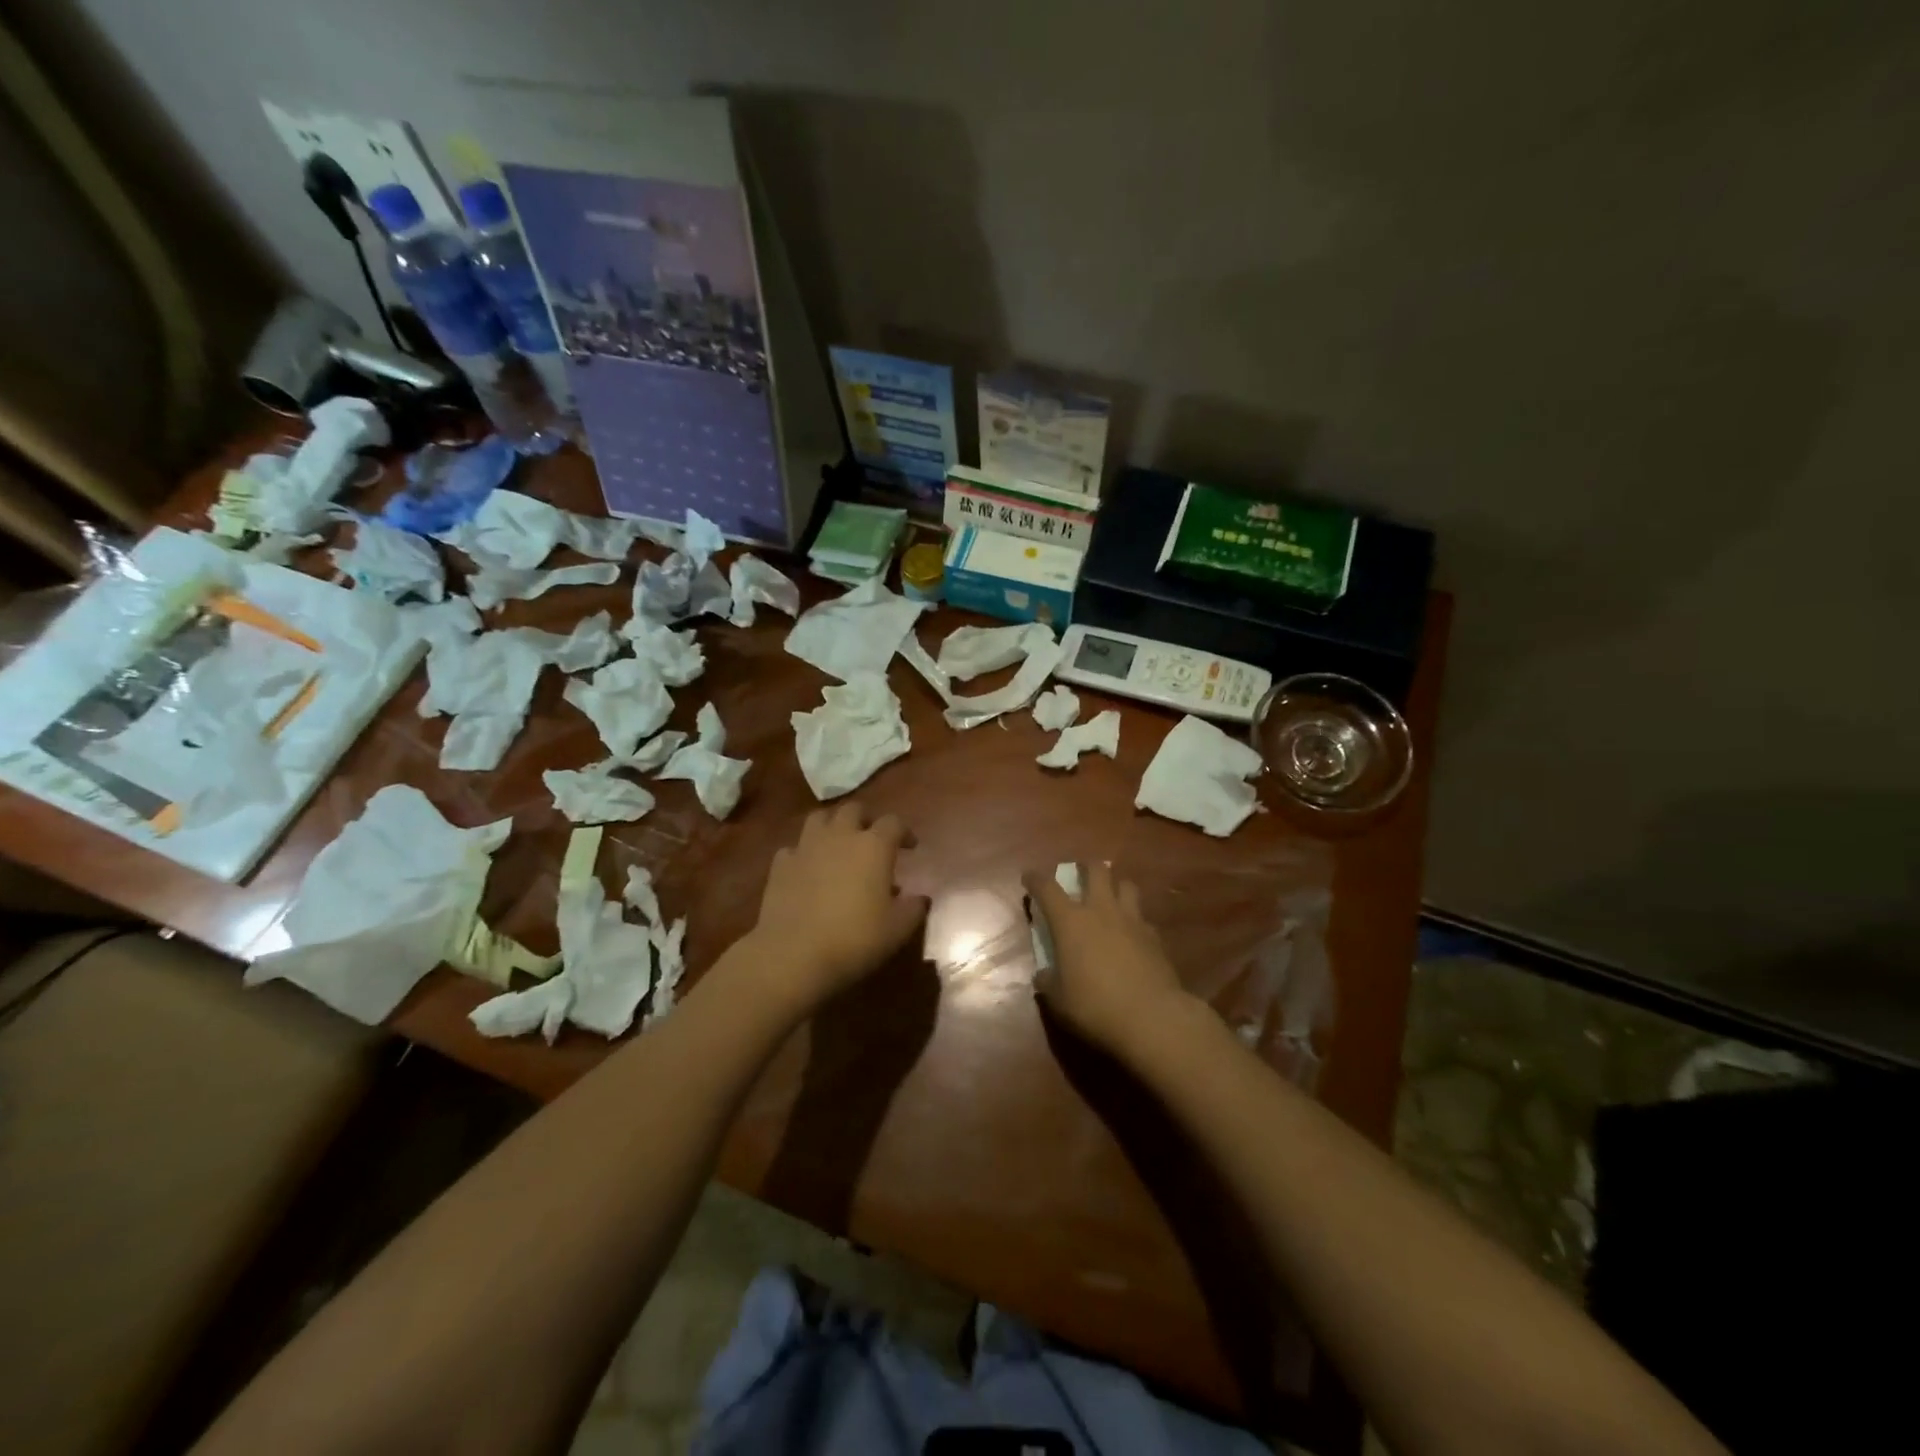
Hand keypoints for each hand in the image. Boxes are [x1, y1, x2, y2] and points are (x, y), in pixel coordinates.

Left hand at [747, 803, 929, 1008]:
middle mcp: (840, 836)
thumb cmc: (854, 939)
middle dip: (866, 819)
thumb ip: (913, 909)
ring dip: (832, 825)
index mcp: (873, 846)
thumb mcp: (897, 929)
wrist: (793, 954)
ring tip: (838, 844)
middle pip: (854, 810)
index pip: (894, 823)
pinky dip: (804, 853)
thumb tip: (920, 899)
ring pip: (820, 818)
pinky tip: (808, 869)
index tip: (910, 846)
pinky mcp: (780, 865)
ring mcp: (806, 847)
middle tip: (872, 838)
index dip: (904, 831)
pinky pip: (794, 848)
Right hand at [1025, 862, 1196, 1057]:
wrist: (1152, 1018)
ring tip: (1110, 898)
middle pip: (1096, 870)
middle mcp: (1101, 910)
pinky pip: (1142, 917)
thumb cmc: (1095, 1006)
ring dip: (1116, 886)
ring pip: (1126, 885)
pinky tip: (1132, 935)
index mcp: (1070, 921)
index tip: (1029, 877)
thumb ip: (1048, 982)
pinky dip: (1134, 920)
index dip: (1035, 879)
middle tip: (1080, 875)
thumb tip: (1043, 974)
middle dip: (1085, 867)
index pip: (1047, 888)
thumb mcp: (1059, 1000)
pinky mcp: (1154, 936)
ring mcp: (1132, 920)